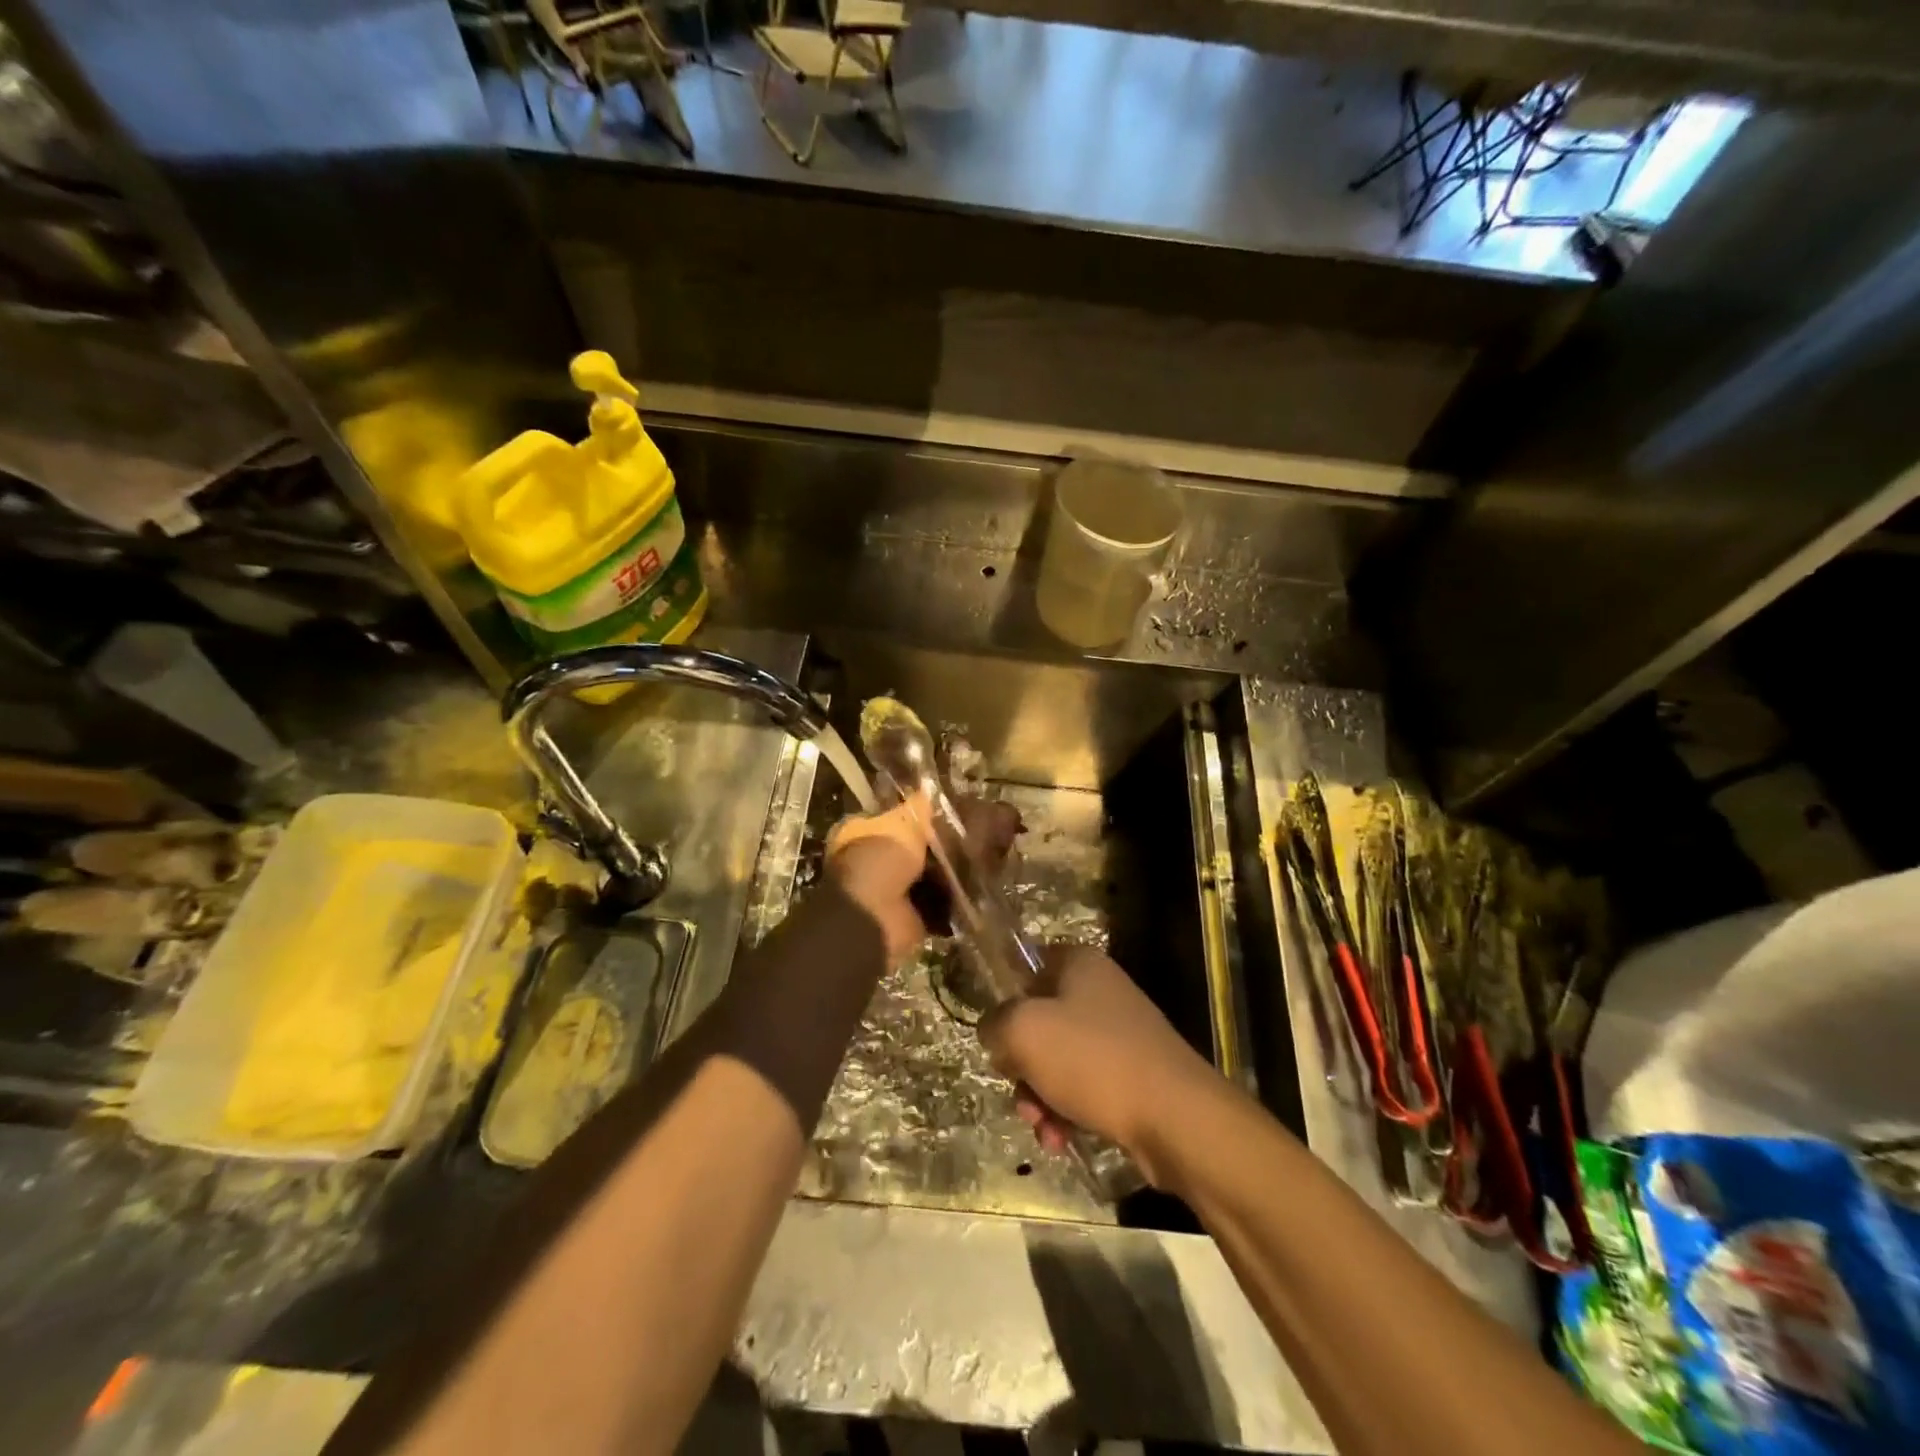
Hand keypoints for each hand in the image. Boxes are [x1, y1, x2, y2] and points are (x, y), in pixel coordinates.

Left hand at [826, 794, 1020, 964]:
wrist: (873, 918)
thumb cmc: (880, 860)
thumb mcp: (902, 821)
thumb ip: (920, 807)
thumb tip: (934, 789)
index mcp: (864, 833)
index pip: (898, 816)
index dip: (924, 813)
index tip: (954, 809)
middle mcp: (876, 861)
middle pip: (917, 847)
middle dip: (943, 844)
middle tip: (978, 832)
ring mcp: (894, 891)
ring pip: (931, 875)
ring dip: (952, 871)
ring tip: (987, 856)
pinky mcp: (913, 917)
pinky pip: (941, 903)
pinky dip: (957, 898)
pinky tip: (982, 884)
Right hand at [979, 944, 1219, 1185]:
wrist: (1176, 1117)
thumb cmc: (1093, 1060)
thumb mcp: (1024, 1031)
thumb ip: (995, 1023)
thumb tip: (995, 1033)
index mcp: (1079, 964)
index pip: (1027, 966)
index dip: (1006, 1000)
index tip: (997, 1035)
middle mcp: (1101, 992)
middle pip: (1039, 1022)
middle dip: (1022, 1065)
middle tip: (1019, 1092)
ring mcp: (1121, 1035)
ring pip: (1059, 1062)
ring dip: (1040, 1097)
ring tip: (1043, 1129)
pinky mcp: (1134, 1076)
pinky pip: (1085, 1089)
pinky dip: (1067, 1113)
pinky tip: (1062, 1140)